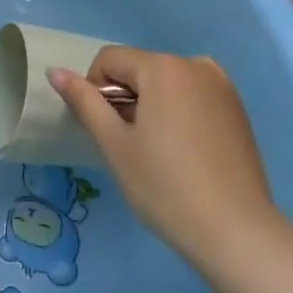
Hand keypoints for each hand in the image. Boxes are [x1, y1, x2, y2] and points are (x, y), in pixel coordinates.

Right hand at [48, 47, 280, 274]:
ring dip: (152, 106)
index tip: (107, 132)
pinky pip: (192, 96)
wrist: (237, 233)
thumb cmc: (165, 187)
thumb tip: (55, 71)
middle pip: (140, 69)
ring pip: (166, 84)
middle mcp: (195, 64)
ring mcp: (222, 86)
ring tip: (159, 153)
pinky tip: (185, 154)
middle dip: (126, 99)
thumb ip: (84, 102)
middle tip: (132, 147)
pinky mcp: (237, 109)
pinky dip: (178, 113)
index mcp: (163, 67)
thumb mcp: (115, 144)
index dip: (96, 91)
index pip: (110, 60)